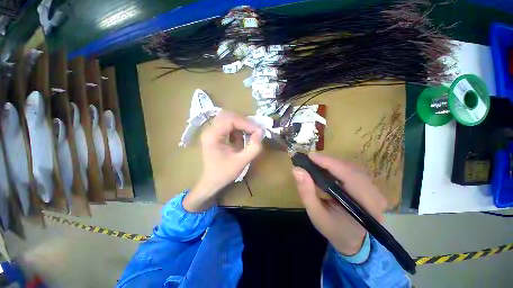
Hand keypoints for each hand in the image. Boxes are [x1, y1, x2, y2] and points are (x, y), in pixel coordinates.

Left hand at [183, 111, 262, 211]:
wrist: (211, 181)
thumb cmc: (224, 173)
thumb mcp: (242, 162)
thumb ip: (254, 147)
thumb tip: (260, 132)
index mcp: (212, 135)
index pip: (231, 120)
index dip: (246, 123)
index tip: (258, 131)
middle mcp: (210, 130)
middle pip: (228, 115)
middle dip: (244, 121)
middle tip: (254, 130)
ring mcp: (211, 131)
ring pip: (228, 118)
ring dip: (241, 124)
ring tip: (249, 133)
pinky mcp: (215, 134)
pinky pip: (228, 124)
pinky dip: (237, 128)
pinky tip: (242, 137)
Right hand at [292, 153, 386, 255]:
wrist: (352, 240)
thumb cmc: (334, 229)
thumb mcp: (316, 214)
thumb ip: (306, 192)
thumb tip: (297, 170)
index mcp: (366, 205)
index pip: (349, 176)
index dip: (329, 163)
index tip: (310, 156)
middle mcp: (375, 194)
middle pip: (351, 169)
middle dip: (329, 162)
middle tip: (310, 159)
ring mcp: (374, 189)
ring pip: (351, 167)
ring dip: (332, 163)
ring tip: (315, 163)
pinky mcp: (368, 186)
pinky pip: (352, 170)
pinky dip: (336, 167)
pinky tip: (325, 168)